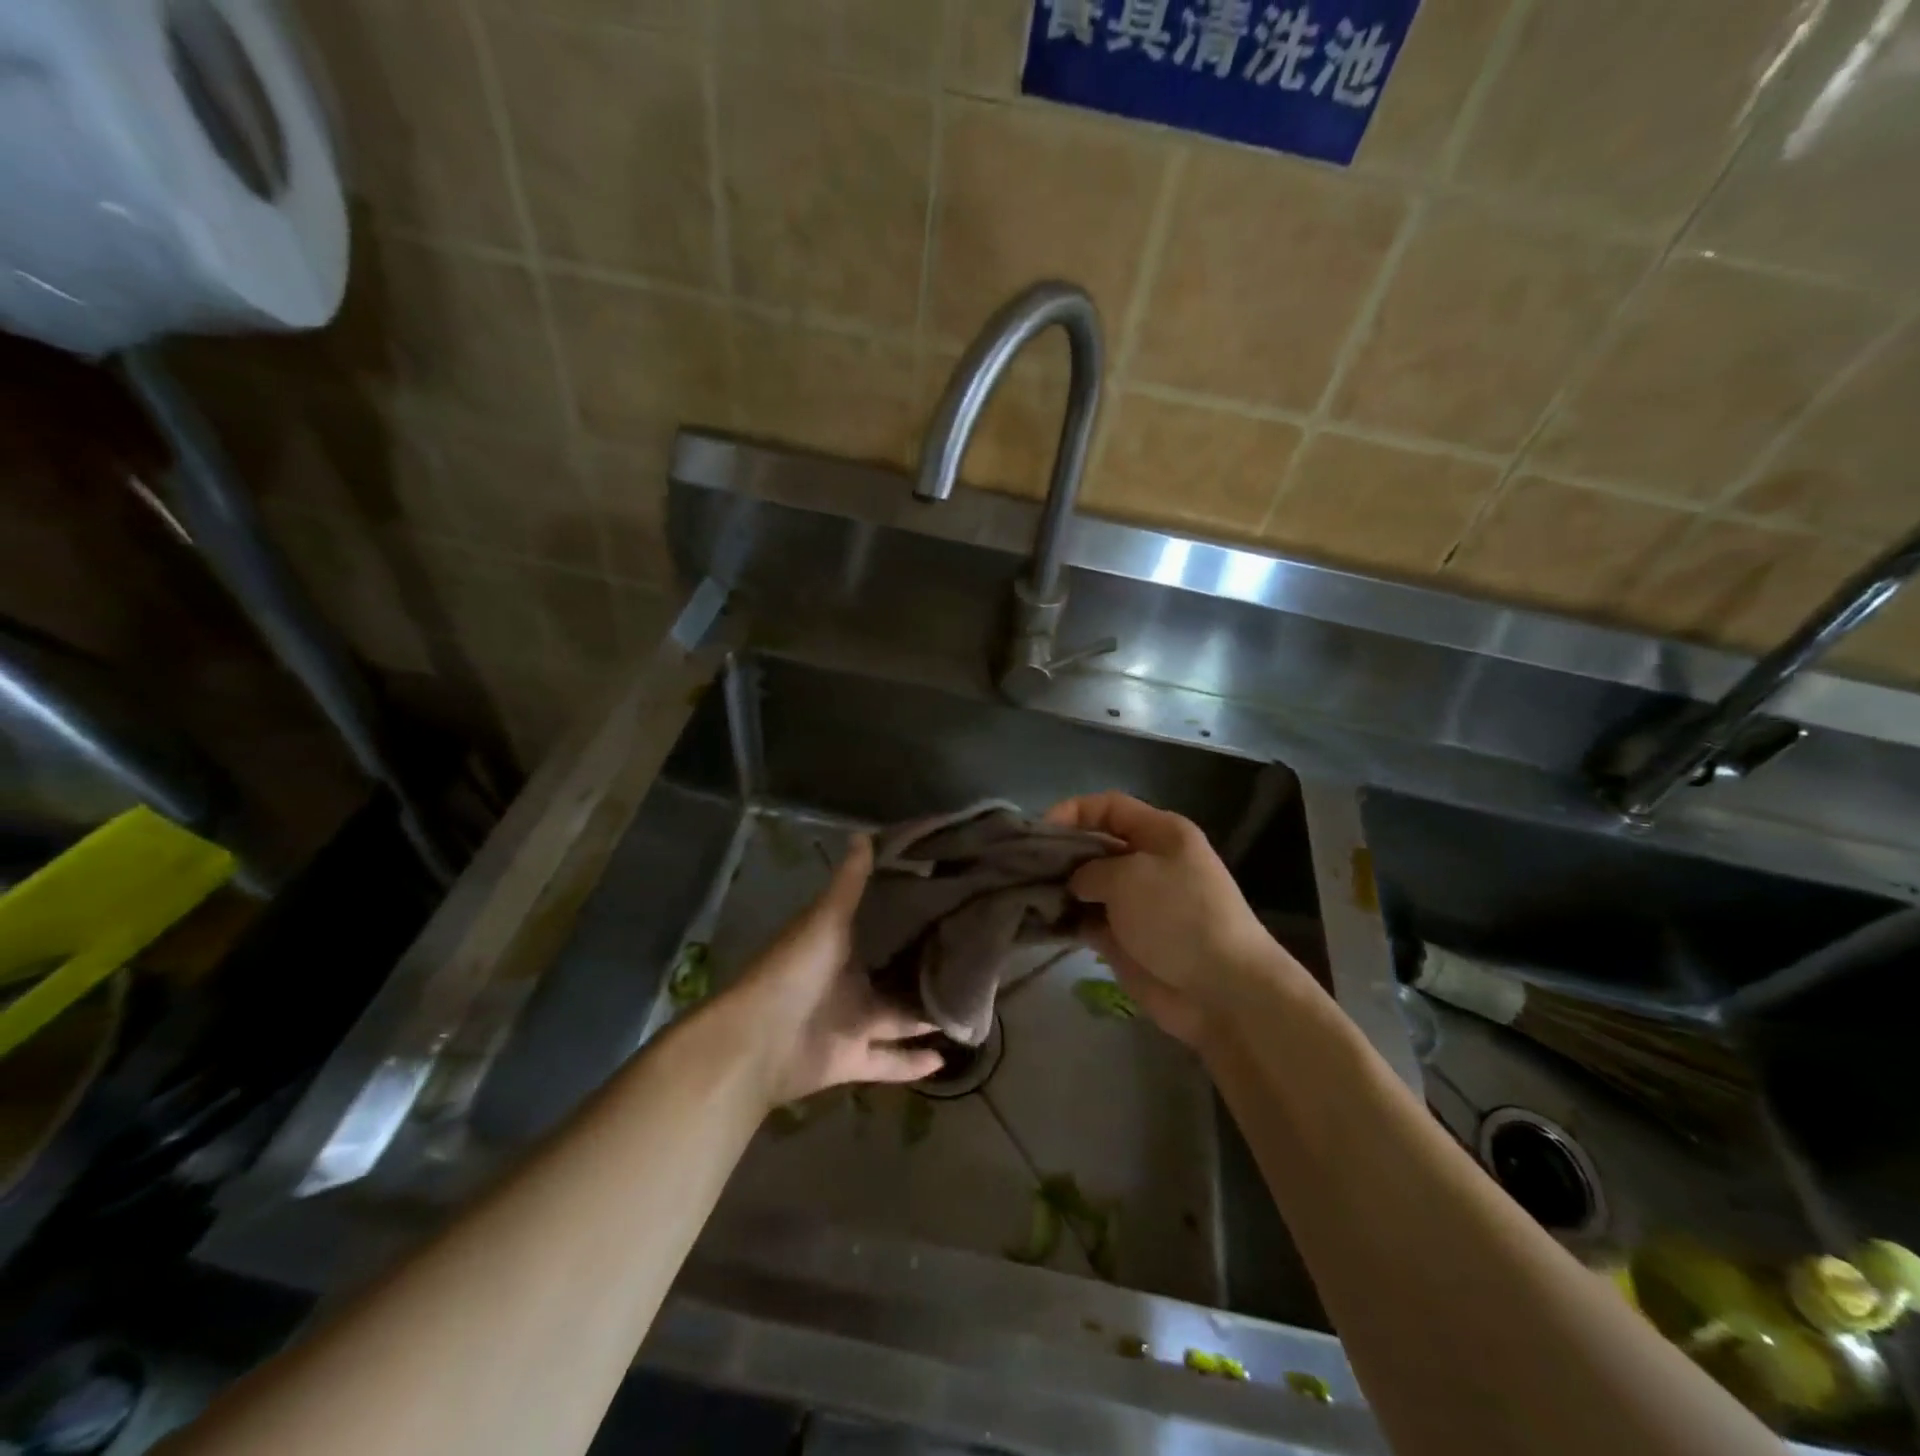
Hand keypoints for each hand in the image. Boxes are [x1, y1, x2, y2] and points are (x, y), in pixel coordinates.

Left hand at [728, 834, 944, 1105]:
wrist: (758, 1040)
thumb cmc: (794, 969)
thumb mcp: (826, 919)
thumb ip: (849, 883)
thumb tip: (865, 834)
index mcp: (840, 945)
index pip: (882, 926)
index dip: (910, 916)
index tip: (948, 903)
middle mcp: (849, 981)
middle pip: (895, 973)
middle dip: (926, 967)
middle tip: (973, 956)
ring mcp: (851, 1022)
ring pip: (899, 1018)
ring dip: (927, 1015)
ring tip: (971, 1005)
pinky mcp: (853, 1059)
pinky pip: (890, 1061)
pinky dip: (913, 1064)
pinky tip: (946, 1060)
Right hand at [1044, 792, 1315, 1048]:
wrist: (1220, 989)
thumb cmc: (1178, 916)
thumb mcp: (1129, 876)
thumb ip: (1090, 869)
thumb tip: (1075, 883)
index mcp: (1160, 834)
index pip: (1109, 807)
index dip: (1073, 811)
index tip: (1039, 830)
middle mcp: (1147, 862)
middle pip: (1094, 845)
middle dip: (1059, 852)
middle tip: (1021, 864)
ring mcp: (1136, 903)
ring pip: (1086, 885)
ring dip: (1058, 888)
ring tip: (1022, 892)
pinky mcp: (1125, 939)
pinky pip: (1087, 920)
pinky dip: (1065, 920)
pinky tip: (1038, 921)